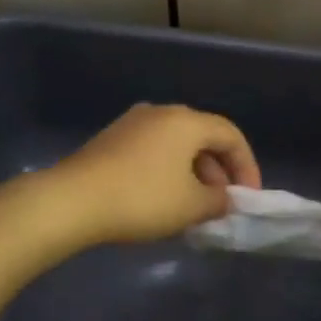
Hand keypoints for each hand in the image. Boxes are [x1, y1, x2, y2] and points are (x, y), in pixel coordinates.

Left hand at [44, 104, 260, 245]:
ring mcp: (132, 123)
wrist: (71, 201)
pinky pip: (154, 151)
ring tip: (194, 207)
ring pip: (177, 145)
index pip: (231, 136)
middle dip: (219, 171)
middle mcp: (162, 113)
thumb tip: (224, 198)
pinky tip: (163, 200)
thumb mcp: (191, 206)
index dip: (247, 166)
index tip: (248, 198)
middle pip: (203, 138)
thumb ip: (219, 201)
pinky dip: (168, 172)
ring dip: (194, 173)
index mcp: (187, 121)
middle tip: (222, 204)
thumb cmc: (142, 199)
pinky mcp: (111, 139)